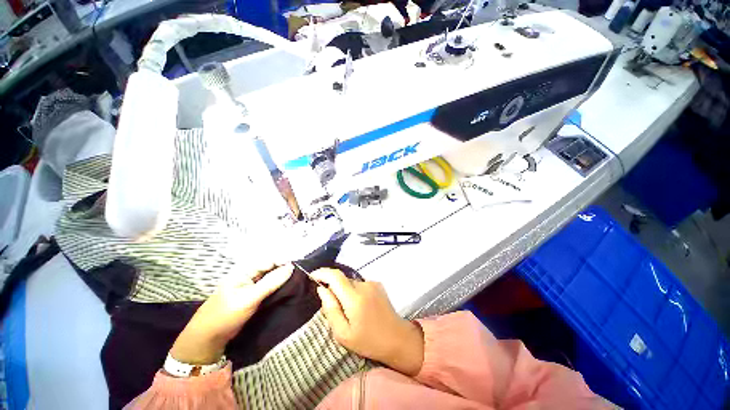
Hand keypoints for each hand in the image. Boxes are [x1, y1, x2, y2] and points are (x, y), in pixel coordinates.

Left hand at [170, 264, 293, 364]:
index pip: (268, 260)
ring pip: (270, 277)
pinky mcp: (253, 295)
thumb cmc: (226, 315)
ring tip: (298, 279)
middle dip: (284, 268)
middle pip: (270, 267)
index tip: (299, 265)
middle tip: (301, 273)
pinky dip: (278, 286)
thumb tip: (291, 267)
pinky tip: (287, 287)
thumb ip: (271, 282)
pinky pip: (268, 286)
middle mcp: (248, 275)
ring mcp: (251, 286)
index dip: (283, 261)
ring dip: (282, 278)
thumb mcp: (249, 298)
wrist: (208, 338)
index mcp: (244, 271)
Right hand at [311, 269, 423, 375]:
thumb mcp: (343, 333)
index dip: (322, 273)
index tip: (313, 276)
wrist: (397, 338)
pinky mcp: (378, 284)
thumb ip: (330, 309)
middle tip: (336, 309)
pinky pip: (359, 284)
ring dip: (345, 292)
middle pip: (342, 280)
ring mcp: (372, 283)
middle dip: (334, 290)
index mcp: (354, 298)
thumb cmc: (368, 341)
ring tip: (351, 312)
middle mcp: (364, 285)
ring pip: (350, 283)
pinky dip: (355, 292)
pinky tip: (361, 307)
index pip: (335, 276)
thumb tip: (322, 289)